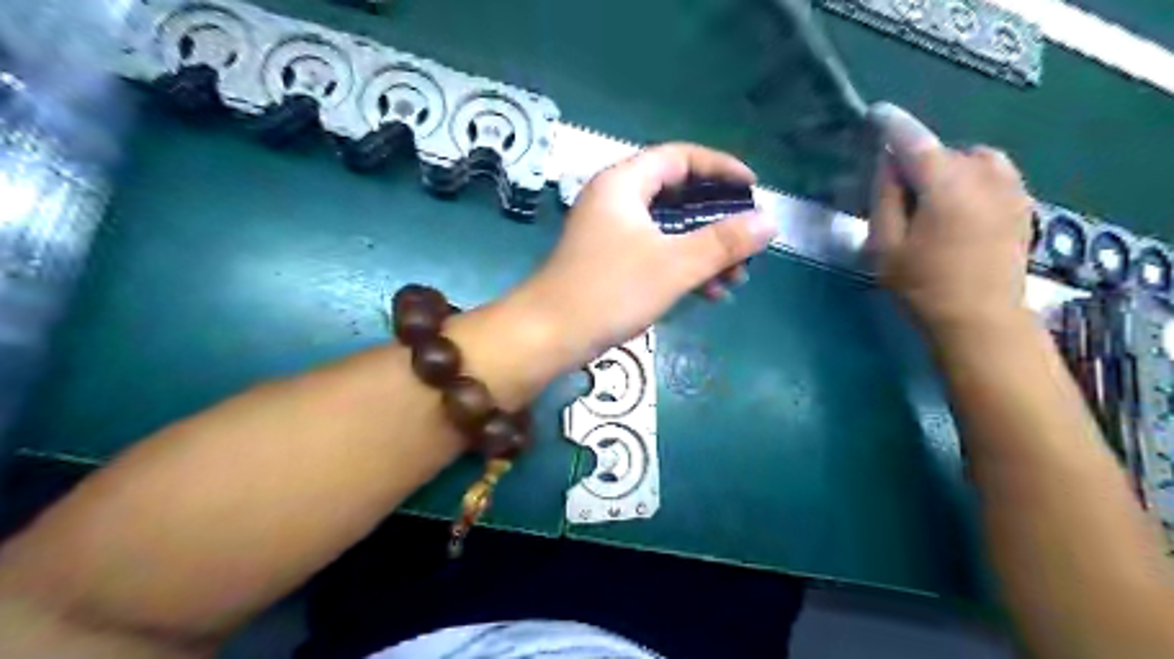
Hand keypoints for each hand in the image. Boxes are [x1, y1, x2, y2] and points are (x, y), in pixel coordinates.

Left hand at [515, 140, 777, 365]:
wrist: (549, 336)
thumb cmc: (610, 291)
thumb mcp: (674, 264)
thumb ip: (723, 242)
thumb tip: (769, 222)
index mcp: (623, 183)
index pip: (680, 157)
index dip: (720, 168)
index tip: (753, 189)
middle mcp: (615, 200)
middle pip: (677, 195)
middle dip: (717, 220)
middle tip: (747, 240)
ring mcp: (610, 233)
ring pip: (668, 230)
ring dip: (704, 250)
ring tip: (736, 277)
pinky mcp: (609, 262)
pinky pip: (655, 253)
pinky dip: (683, 267)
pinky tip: (709, 293)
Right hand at [865, 103, 1029, 333]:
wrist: (980, 319)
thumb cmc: (922, 286)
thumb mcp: (885, 247)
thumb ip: (885, 199)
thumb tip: (888, 163)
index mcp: (945, 186)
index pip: (913, 141)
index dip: (891, 125)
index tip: (875, 114)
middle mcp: (983, 175)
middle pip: (941, 150)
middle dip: (916, 159)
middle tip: (894, 187)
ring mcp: (1010, 187)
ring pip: (970, 158)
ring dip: (946, 166)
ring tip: (929, 195)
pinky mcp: (1021, 202)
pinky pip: (993, 171)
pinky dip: (971, 175)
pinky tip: (958, 202)